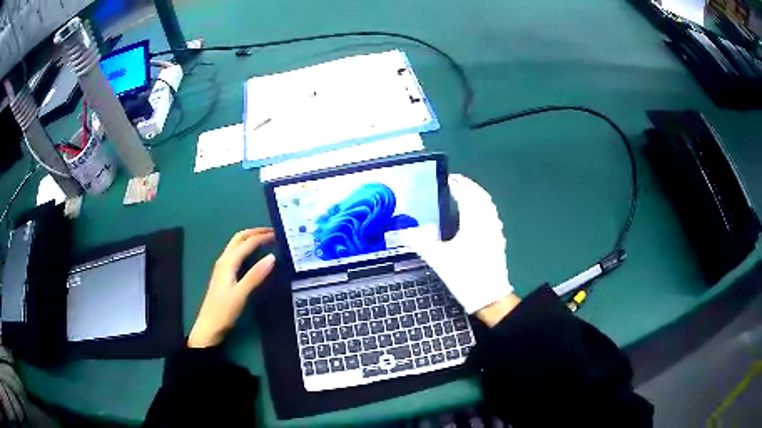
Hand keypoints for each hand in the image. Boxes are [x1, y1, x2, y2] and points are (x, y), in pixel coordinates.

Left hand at [188, 228, 275, 347]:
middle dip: (255, 232)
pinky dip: (247, 249)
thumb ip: (255, 275)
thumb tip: (272, 257)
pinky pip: (236, 254)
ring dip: (250, 239)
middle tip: (272, 232)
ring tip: (265, 239)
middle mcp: (224, 261)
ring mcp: (223, 268)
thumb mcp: (241, 294)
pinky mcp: (224, 275)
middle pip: (239, 239)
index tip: (278, 234)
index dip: (262, 237)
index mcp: (227, 262)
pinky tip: (254, 256)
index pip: (247, 243)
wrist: (209, 326)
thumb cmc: (224, 311)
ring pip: (236, 246)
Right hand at [403, 174, 513, 315]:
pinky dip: (484, 208)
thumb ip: (421, 243)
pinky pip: (492, 215)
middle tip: (457, 183)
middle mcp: (487, 222)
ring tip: (467, 195)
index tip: (449, 178)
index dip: (459, 185)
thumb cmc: (465, 276)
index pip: (467, 195)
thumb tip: (404, 232)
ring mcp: (495, 231)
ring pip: (489, 206)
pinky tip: (478, 216)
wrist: (489, 296)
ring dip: (478, 196)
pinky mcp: (498, 240)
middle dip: (470, 187)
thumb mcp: (438, 260)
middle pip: (481, 197)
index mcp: (474, 222)